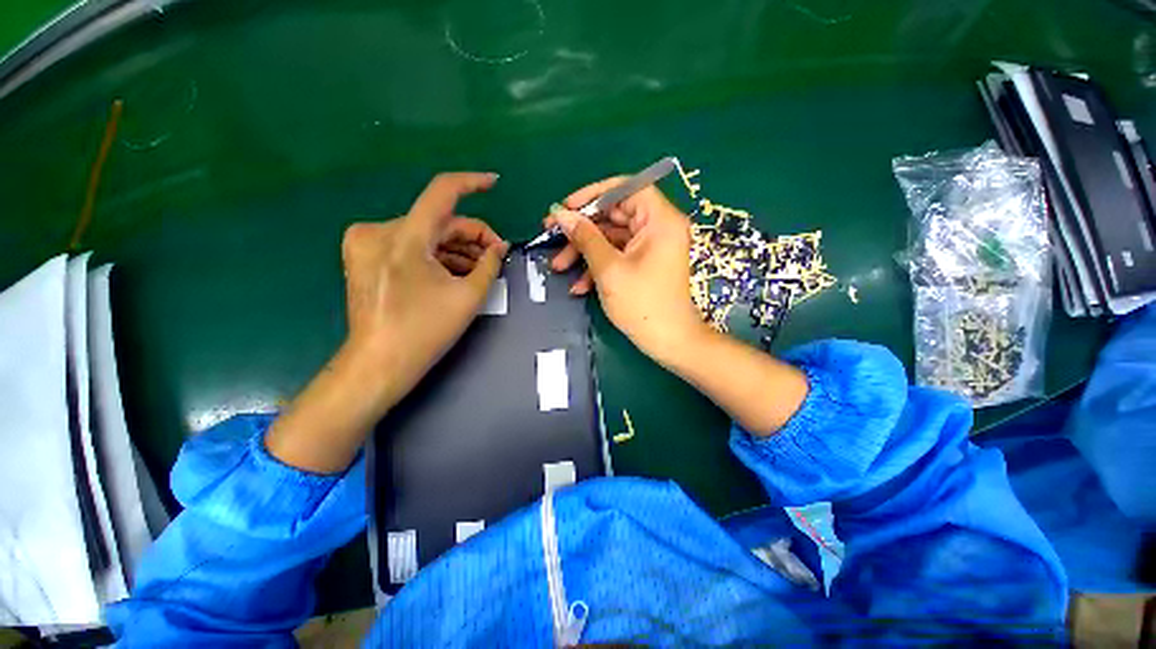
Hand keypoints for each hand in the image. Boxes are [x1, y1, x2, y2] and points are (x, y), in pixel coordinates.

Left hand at [266, 172, 507, 472]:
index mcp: (404, 237)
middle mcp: (379, 230)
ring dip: (455, 248)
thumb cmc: (425, 331)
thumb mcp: (468, 296)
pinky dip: (434, 255)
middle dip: (471, 236)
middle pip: (437, 221)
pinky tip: (454, 272)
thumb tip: (500, 247)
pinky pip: (409, 245)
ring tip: (479, 269)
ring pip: (424, 234)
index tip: (494, 183)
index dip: (471, 183)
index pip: (442, 192)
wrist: (378, 364)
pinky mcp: (363, 256)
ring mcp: (366, 243)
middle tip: (495, 255)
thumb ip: (489, 264)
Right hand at [548, 176, 807, 435]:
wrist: (668, 341)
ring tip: (558, 267)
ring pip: (611, 238)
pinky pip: (617, 256)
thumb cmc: (642, 304)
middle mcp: (658, 227)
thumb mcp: (608, 268)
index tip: (566, 207)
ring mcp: (650, 247)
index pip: (625, 188)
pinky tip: (579, 286)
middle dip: (581, 230)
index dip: (592, 195)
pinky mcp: (643, 264)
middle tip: (552, 236)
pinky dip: (597, 266)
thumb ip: (585, 237)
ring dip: (584, 252)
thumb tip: (561, 215)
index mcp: (659, 220)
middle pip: (614, 215)